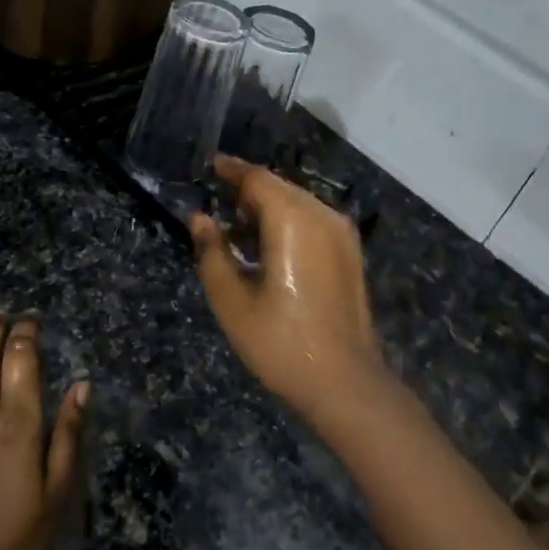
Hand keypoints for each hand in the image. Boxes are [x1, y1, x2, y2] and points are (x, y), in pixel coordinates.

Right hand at [189, 156, 386, 421]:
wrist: (345, 382)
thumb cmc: (281, 343)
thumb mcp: (232, 301)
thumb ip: (212, 252)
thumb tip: (199, 218)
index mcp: (293, 220)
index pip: (258, 179)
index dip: (231, 170)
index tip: (210, 167)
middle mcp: (322, 215)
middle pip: (280, 187)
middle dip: (248, 190)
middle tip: (218, 204)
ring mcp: (342, 234)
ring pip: (298, 203)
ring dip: (268, 208)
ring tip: (238, 230)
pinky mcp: (350, 253)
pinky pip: (313, 222)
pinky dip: (288, 223)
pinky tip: (268, 248)